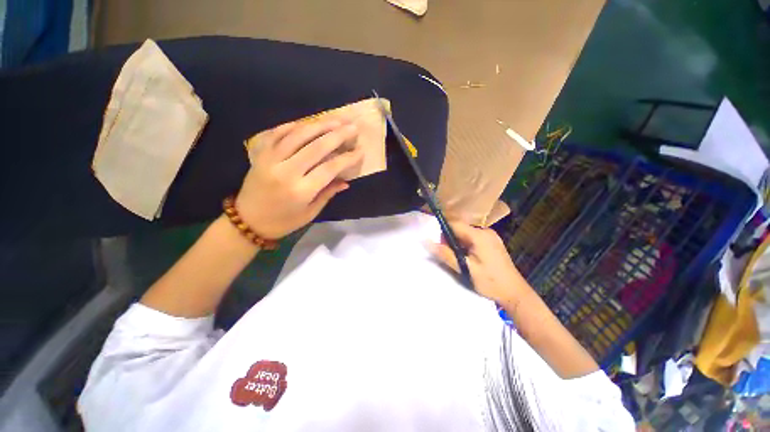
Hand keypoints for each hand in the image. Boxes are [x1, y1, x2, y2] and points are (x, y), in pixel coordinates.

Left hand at [235, 119, 362, 239]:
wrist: (247, 220)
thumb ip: (328, 193)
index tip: (360, 151)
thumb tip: (346, 181)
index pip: (329, 168)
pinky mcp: (260, 153)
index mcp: (301, 191)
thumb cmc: (283, 221)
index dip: (347, 158)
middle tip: (352, 127)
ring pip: (298, 135)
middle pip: (316, 147)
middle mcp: (286, 172)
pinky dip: (294, 125)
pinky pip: (277, 133)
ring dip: (319, 125)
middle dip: (337, 135)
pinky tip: (308, 123)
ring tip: (336, 120)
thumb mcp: (310, 212)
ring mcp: (270, 159)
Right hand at [428, 222, 531, 308]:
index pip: (455, 224)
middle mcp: (486, 231)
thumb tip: (426, 241)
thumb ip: (445, 254)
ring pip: (466, 233)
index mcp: (479, 235)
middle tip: (448, 254)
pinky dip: (466, 244)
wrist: (515, 293)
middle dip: (450, 238)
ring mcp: (491, 236)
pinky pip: (473, 237)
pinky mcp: (492, 242)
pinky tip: (468, 257)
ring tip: (458, 258)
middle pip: (460, 228)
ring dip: (458, 242)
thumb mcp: (465, 269)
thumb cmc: (489, 282)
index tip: (438, 243)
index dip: (443, 231)